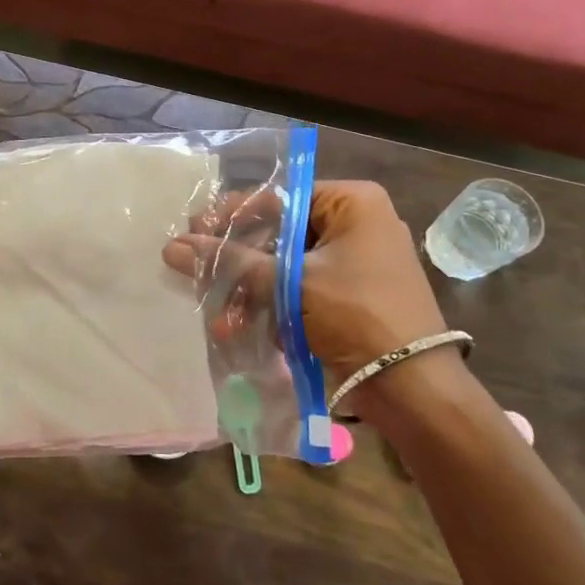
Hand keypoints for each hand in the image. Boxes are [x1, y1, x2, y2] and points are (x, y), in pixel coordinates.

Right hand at [163, 180, 447, 387]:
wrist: (412, 387)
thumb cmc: (356, 315)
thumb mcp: (290, 283)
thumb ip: (231, 261)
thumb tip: (173, 246)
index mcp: (353, 203)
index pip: (278, 197)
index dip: (232, 214)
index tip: (194, 229)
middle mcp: (355, 224)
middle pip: (278, 233)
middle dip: (238, 262)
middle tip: (199, 270)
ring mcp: (353, 263)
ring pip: (284, 266)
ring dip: (249, 292)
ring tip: (219, 317)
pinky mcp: (347, 297)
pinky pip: (299, 290)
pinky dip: (271, 308)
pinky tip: (240, 329)